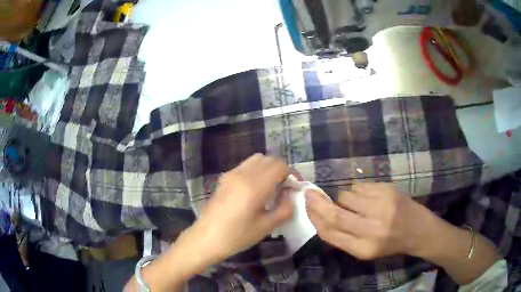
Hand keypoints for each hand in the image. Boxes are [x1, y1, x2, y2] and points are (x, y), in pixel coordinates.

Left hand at [193, 154, 293, 259]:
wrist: (206, 238)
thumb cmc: (237, 236)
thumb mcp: (266, 227)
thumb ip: (284, 209)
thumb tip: (290, 197)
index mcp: (255, 186)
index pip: (279, 166)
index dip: (291, 174)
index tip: (294, 188)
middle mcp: (243, 174)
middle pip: (269, 159)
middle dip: (280, 170)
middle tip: (284, 189)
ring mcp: (231, 174)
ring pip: (256, 160)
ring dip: (267, 169)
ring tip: (270, 188)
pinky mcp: (224, 178)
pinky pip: (245, 166)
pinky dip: (255, 171)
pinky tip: (254, 190)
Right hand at [305, 183, 435, 259]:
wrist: (419, 230)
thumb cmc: (391, 244)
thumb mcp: (365, 250)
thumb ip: (344, 237)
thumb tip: (320, 217)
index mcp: (364, 249)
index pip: (330, 233)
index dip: (315, 219)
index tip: (306, 207)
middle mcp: (372, 229)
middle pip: (335, 214)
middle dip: (318, 203)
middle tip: (310, 193)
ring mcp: (381, 207)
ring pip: (346, 196)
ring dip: (343, 198)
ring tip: (355, 203)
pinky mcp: (387, 191)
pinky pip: (359, 187)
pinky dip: (356, 191)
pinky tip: (367, 197)